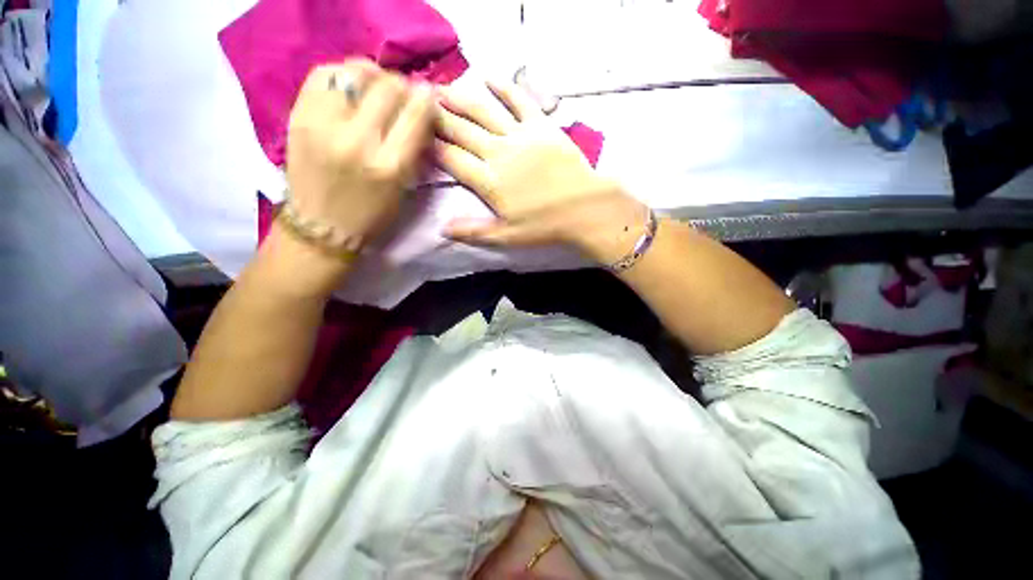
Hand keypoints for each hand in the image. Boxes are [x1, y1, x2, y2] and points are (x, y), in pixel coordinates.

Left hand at [286, 59, 435, 247]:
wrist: (320, 226)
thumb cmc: (370, 215)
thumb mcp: (403, 190)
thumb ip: (413, 151)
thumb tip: (421, 115)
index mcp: (390, 166)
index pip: (417, 114)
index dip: (427, 100)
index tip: (428, 99)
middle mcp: (358, 140)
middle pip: (389, 87)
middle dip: (403, 86)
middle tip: (403, 95)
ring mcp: (324, 124)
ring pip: (356, 72)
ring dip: (373, 75)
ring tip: (375, 88)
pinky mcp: (299, 116)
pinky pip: (323, 74)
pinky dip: (342, 74)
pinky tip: (349, 87)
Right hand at [433, 80, 648, 263]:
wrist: (583, 208)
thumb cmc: (545, 225)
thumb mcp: (507, 236)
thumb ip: (474, 232)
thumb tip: (443, 230)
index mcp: (488, 182)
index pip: (451, 159)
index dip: (431, 147)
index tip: (416, 137)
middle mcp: (498, 153)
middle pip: (461, 131)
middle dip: (437, 118)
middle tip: (419, 105)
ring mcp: (519, 135)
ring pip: (483, 111)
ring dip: (460, 99)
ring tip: (440, 90)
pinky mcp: (541, 125)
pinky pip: (519, 100)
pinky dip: (503, 86)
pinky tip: (488, 77)